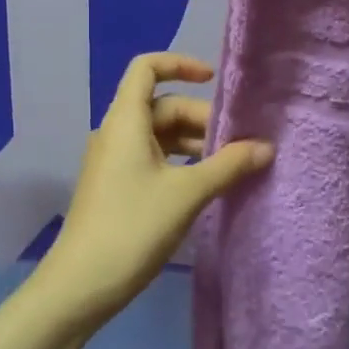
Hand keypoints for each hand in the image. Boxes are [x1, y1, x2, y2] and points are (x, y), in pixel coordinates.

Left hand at [33, 53, 273, 329]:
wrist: (81, 284)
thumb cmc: (133, 227)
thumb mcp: (187, 194)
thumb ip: (229, 166)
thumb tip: (266, 147)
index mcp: (125, 121)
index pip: (146, 68)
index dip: (179, 64)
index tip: (213, 80)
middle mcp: (116, 132)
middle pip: (161, 106)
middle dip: (201, 118)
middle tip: (239, 144)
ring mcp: (113, 161)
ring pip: (159, 135)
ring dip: (194, 143)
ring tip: (230, 165)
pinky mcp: (116, 186)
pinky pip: (152, 158)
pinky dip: (180, 162)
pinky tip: (205, 184)